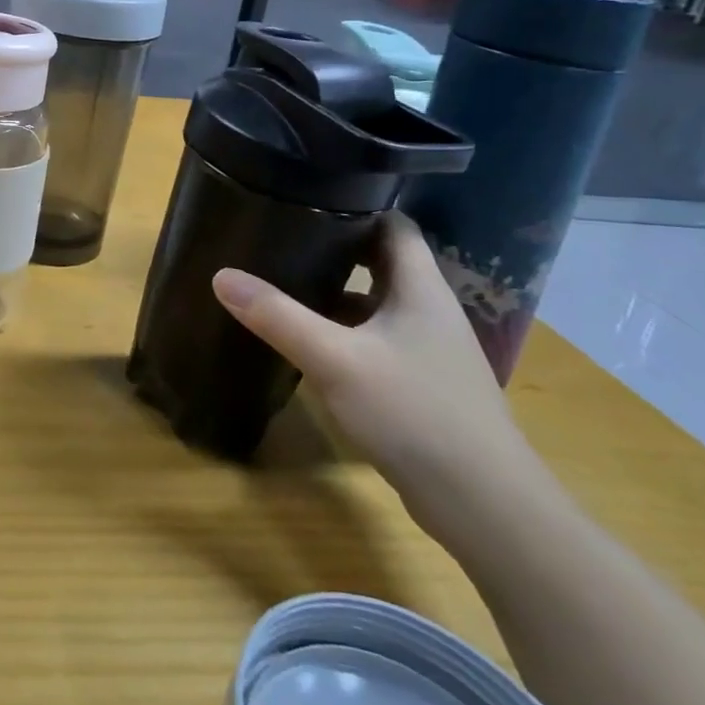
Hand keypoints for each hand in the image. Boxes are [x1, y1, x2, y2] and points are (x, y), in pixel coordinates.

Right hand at [212, 213, 541, 541]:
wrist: (484, 507)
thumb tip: (220, 275)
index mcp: (421, 288)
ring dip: (334, 292)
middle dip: (333, 247)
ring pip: (375, 303)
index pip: (393, 225)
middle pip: (380, 261)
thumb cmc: (415, 414)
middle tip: (279, 236)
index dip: (355, 205)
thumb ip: (277, 316)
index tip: (305, 197)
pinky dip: (342, 331)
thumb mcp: (335, 360)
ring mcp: (427, 349)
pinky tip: (307, 341)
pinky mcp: (419, 383)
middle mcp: (428, 310)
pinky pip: (374, 339)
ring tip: (282, 280)